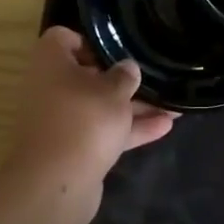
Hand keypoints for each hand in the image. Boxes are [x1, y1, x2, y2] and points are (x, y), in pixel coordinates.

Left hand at [8, 28, 176, 189]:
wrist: (57, 185)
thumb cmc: (84, 120)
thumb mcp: (113, 90)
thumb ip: (125, 75)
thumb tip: (127, 68)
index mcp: (51, 63)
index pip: (64, 38)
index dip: (90, 41)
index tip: (118, 50)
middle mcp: (50, 89)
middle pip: (87, 76)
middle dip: (122, 79)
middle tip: (152, 77)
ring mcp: (61, 121)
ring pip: (99, 107)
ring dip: (133, 107)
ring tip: (172, 104)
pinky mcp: (73, 150)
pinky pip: (103, 132)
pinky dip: (129, 130)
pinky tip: (165, 127)